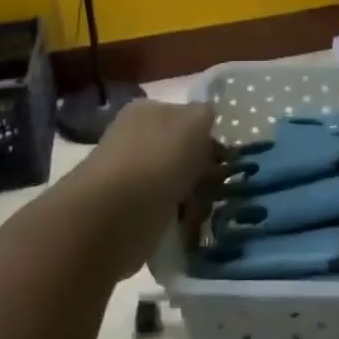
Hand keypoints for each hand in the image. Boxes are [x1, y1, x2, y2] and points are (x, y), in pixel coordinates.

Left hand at [70, 100, 219, 279]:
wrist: (115, 215)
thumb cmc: (158, 159)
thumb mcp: (194, 122)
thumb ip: (206, 115)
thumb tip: (207, 119)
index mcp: (147, 111)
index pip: (185, 117)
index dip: (207, 136)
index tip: (224, 158)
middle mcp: (135, 140)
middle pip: (181, 152)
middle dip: (202, 170)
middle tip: (217, 186)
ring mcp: (130, 177)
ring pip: (175, 184)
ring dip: (193, 198)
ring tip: (202, 210)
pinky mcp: (129, 214)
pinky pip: (164, 212)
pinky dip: (178, 221)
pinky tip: (187, 227)